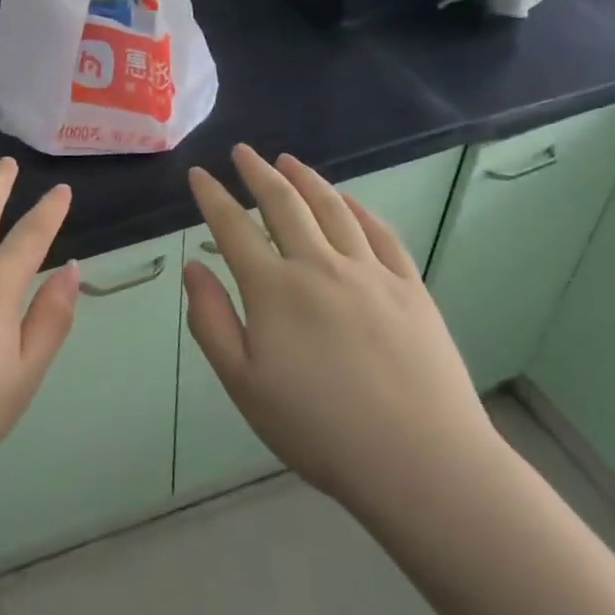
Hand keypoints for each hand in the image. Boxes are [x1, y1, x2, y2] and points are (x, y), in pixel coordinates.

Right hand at [184, 145, 498, 526]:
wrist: (420, 462)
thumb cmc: (318, 429)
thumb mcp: (243, 384)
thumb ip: (211, 321)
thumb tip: (193, 267)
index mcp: (273, 289)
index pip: (232, 227)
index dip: (212, 196)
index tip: (198, 174)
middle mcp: (319, 266)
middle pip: (283, 204)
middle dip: (257, 173)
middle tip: (243, 152)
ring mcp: (369, 272)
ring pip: (332, 208)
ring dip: (306, 179)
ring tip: (288, 161)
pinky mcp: (410, 287)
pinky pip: (380, 233)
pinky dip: (358, 208)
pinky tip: (347, 200)